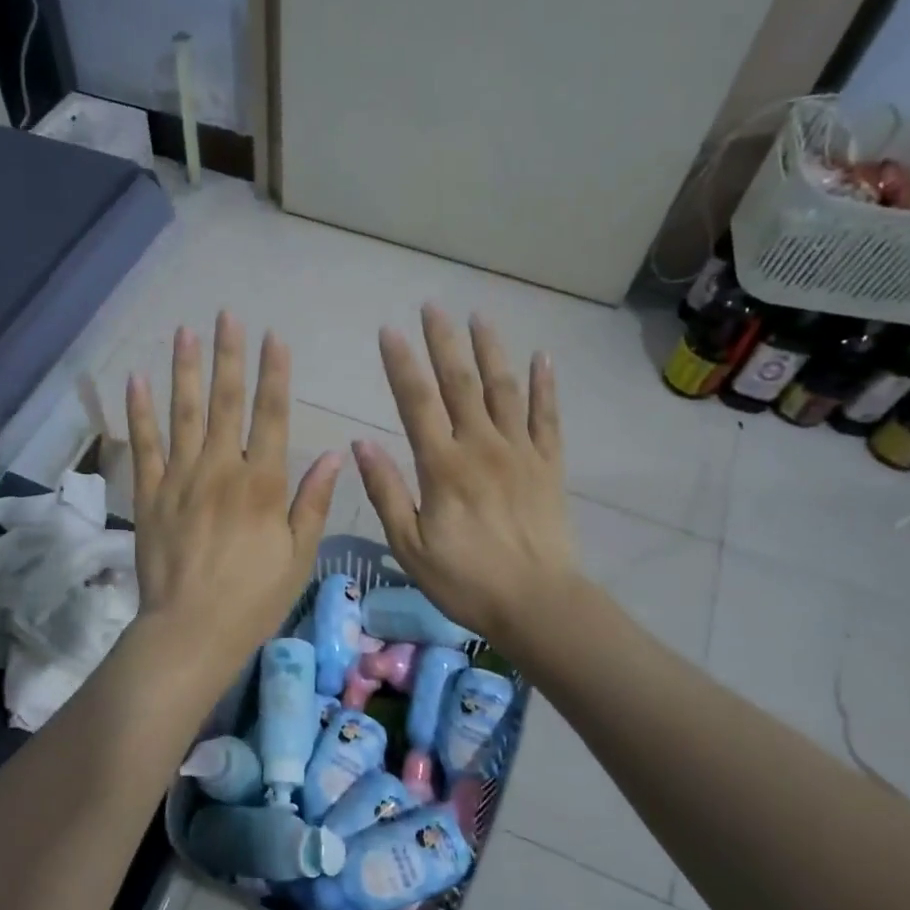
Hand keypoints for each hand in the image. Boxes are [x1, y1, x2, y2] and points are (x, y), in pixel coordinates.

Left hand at [126, 312, 342, 672]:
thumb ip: (314, 502)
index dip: (275, 374)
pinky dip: (139, 411)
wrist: (191, 630)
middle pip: (226, 402)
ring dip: (186, 369)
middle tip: (228, 315)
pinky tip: (137, 380)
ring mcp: (181, 478)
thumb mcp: (299, 556)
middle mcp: (221, 469)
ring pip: (184, 413)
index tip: (274, 337)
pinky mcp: (150, 494)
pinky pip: (144, 445)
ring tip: (186, 331)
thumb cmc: (254, 598)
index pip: (272, 416)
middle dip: (229, 356)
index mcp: (263, 483)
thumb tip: (337, 453)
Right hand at [354, 306, 578, 645]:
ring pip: (504, 389)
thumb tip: (360, 443)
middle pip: (460, 383)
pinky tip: (542, 357)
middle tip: (432, 306)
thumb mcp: (410, 545)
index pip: (416, 402)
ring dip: (490, 350)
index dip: (400, 364)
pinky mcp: (549, 464)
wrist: (537, 603)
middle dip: (444, 342)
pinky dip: (545, 385)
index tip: (388, 331)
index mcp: (443, 466)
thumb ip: (385, 492)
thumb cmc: (465, 580)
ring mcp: (520, 451)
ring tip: (479, 316)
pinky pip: (547, 416)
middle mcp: (481, 446)